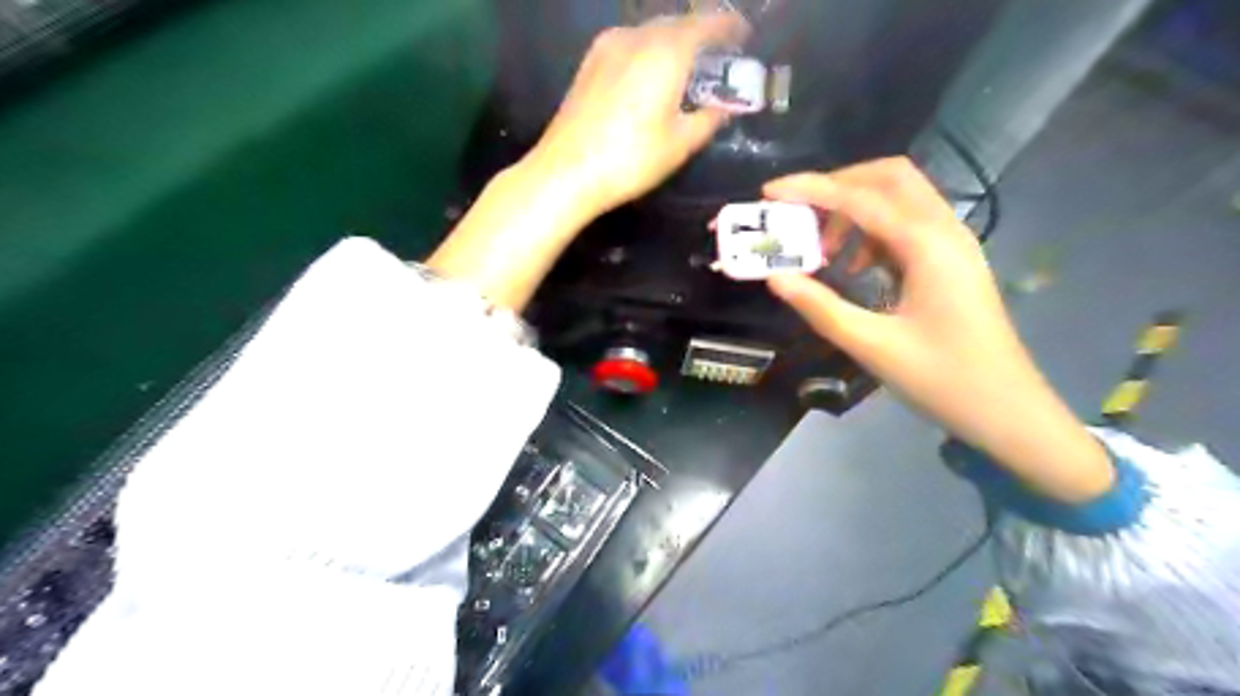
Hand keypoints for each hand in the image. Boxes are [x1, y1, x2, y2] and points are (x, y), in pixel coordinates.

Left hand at [432, 11, 751, 312]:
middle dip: (701, 33)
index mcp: (666, 52)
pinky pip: (630, 43)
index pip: (707, 24)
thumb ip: (708, 120)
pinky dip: (649, 50)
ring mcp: (607, 47)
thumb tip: (725, 109)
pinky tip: (652, 73)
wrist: (566, 172)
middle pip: (677, 22)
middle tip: (719, 53)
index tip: (745, 35)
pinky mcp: (589, 63)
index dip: (729, 27)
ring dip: (674, 40)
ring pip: (651, 31)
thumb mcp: (679, 144)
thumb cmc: (630, 159)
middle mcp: (636, 37)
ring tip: (688, 63)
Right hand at [768, 160, 1115, 503]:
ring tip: (821, 250)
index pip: (861, 198)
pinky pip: (906, 226)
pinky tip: (852, 268)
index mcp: (928, 246)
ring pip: (900, 198)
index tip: (769, 192)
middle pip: (889, 177)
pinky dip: (871, 232)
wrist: (1007, 411)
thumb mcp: (873, 346)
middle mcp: (944, 231)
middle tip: (798, 213)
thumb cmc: (943, 380)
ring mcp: (952, 245)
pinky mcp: (950, 262)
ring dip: (855, 209)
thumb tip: (776, 278)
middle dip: (838, 185)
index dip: (811, 189)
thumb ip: (821, 308)